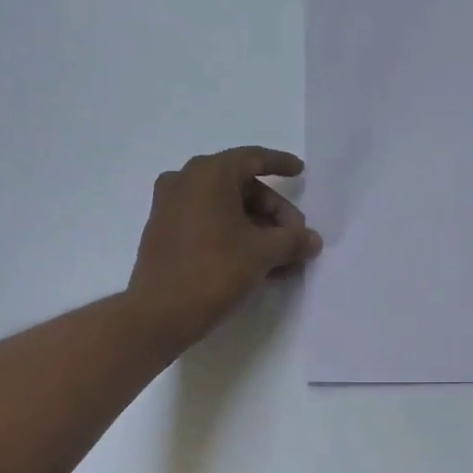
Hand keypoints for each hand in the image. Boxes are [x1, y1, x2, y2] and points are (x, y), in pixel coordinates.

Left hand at [127, 147, 322, 347]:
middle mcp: (185, 181)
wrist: (159, 313)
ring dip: (259, 230)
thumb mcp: (263, 253)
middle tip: (296, 238)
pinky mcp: (165, 233)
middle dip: (274, 212)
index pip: (252, 158)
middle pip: (242, 187)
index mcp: (208, 174)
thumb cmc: (214, 270)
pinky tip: (259, 264)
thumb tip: (312, 240)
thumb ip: (293, 240)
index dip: (280, 164)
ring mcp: (171, 207)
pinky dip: (236, 237)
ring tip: (284, 259)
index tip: (300, 171)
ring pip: (227, 209)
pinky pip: (209, 224)